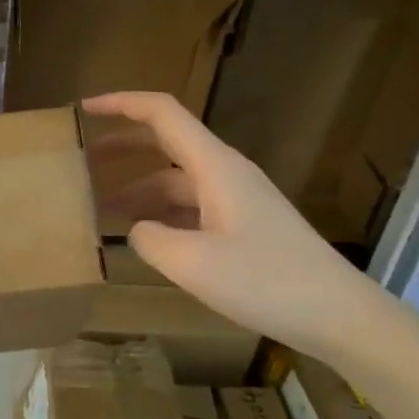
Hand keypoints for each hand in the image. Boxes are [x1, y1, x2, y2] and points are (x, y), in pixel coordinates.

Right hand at [84, 91, 400, 364]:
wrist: (338, 314)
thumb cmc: (266, 281)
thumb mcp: (192, 263)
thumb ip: (150, 239)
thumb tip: (136, 230)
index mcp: (214, 165)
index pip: (162, 113)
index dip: (120, 104)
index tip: (83, 110)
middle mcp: (224, 172)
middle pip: (165, 142)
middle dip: (120, 147)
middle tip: (80, 163)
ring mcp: (236, 199)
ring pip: (175, 180)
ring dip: (137, 188)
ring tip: (98, 210)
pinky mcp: (243, 225)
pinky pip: (190, 206)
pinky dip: (160, 213)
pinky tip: (142, 237)